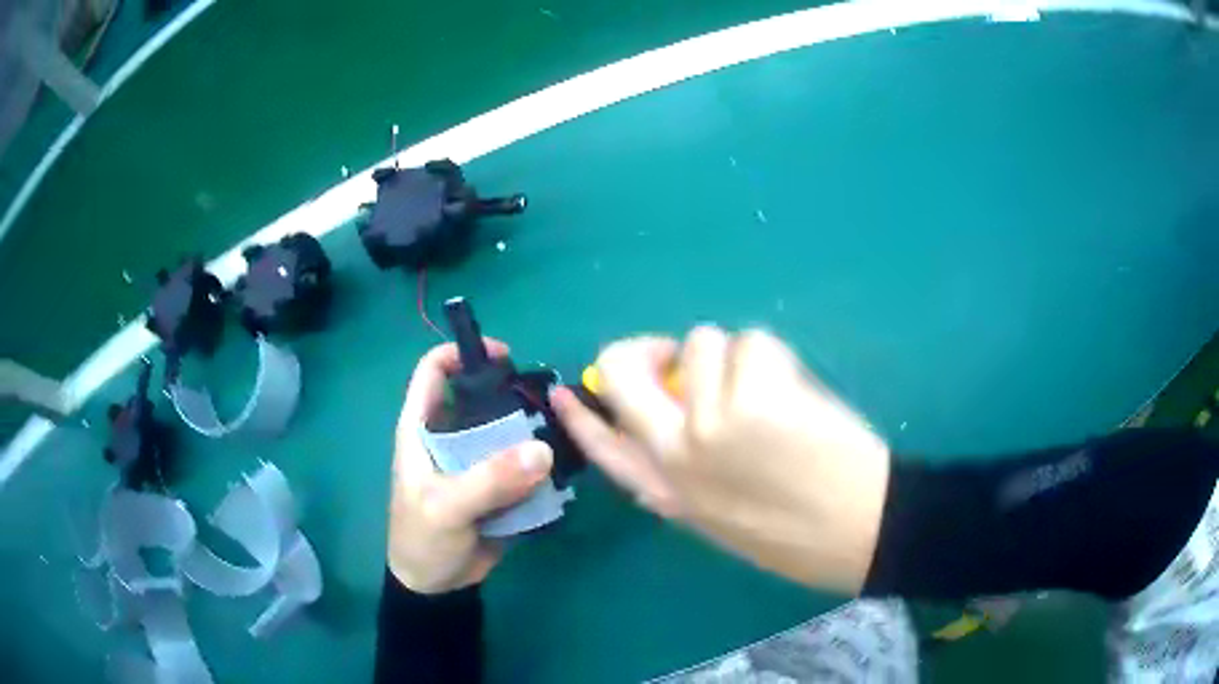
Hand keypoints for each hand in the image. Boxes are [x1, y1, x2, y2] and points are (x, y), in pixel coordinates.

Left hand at [388, 340, 553, 593]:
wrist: (435, 586)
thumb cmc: (423, 539)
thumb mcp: (447, 508)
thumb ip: (489, 479)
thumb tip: (543, 448)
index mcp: (421, 429)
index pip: (433, 371)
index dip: (462, 354)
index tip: (504, 357)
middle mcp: (448, 437)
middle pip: (480, 397)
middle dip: (512, 393)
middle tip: (548, 403)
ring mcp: (474, 461)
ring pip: (505, 429)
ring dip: (531, 428)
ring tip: (564, 430)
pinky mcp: (496, 484)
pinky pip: (520, 461)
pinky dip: (539, 459)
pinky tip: (563, 462)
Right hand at [551, 327, 890, 594]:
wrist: (859, 531)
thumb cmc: (798, 530)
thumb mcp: (720, 516)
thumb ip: (684, 469)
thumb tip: (667, 413)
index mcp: (667, 489)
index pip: (602, 445)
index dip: (581, 413)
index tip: (565, 391)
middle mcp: (675, 452)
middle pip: (624, 368)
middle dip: (648, 347)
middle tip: (681, 352)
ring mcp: (711, 421)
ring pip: (703, 342)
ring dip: (737, 359)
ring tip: (773, 396)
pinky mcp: (753, 397)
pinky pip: (752, 343)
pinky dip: (774, 359)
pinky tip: (798, 395)